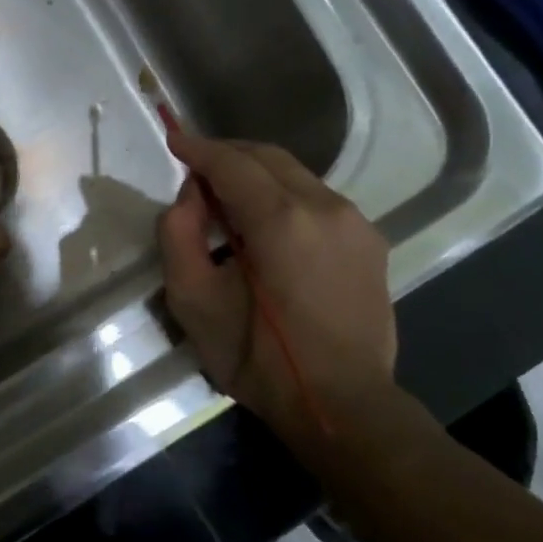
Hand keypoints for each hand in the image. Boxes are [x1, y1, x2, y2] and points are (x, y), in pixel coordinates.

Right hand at [157, 132, 396, 457]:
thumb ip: (178, 237)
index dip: (198, 148)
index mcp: (281, 220)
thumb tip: (190, 196)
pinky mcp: (369, 241)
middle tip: (195, 167)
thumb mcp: (194, 304)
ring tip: (227, 200)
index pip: (232, 163)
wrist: (342, 405)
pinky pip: (318, 200)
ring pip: (296, 175)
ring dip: (257, 175)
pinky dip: (285, 197)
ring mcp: (355, 222)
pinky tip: (267, 227)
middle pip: (268, 158)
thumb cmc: (259, 360)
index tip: (173, 137)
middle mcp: (325, 207)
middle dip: (227, 154)